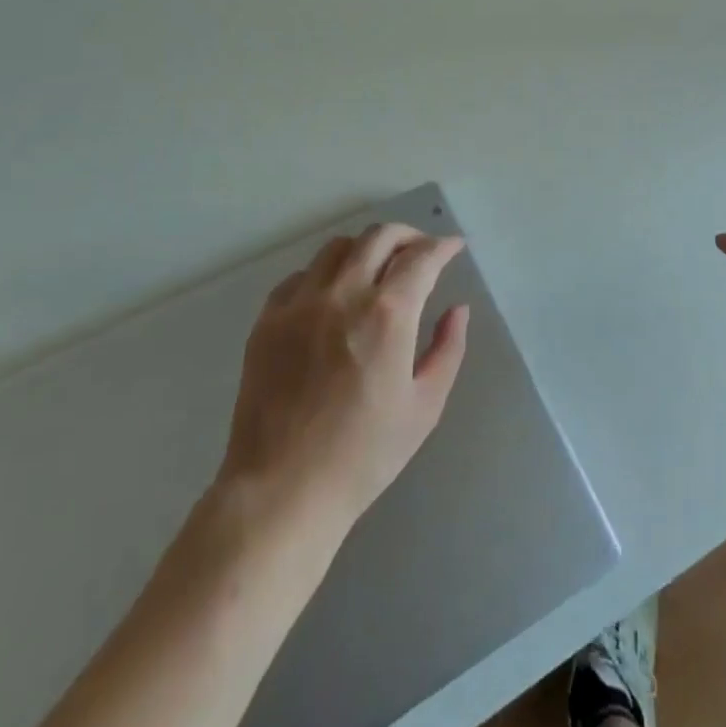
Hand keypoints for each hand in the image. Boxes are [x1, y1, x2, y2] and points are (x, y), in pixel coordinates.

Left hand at [219, 224, 469, 533]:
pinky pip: (300, 276)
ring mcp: (299, 304)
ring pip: (337, 248)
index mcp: (387, 314)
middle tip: (421, 250)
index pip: (421, 258)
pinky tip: (333, 295)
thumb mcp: (425, 406)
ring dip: (366, 248)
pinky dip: (325, 274)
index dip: (443, 247)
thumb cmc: (364, 455)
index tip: (454, 247)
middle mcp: (343, 294)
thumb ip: (447, 349)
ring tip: (378, 267)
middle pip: (379, 237)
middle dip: (408, 235)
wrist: (282, 491)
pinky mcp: (267, 320)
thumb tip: (458, 309)